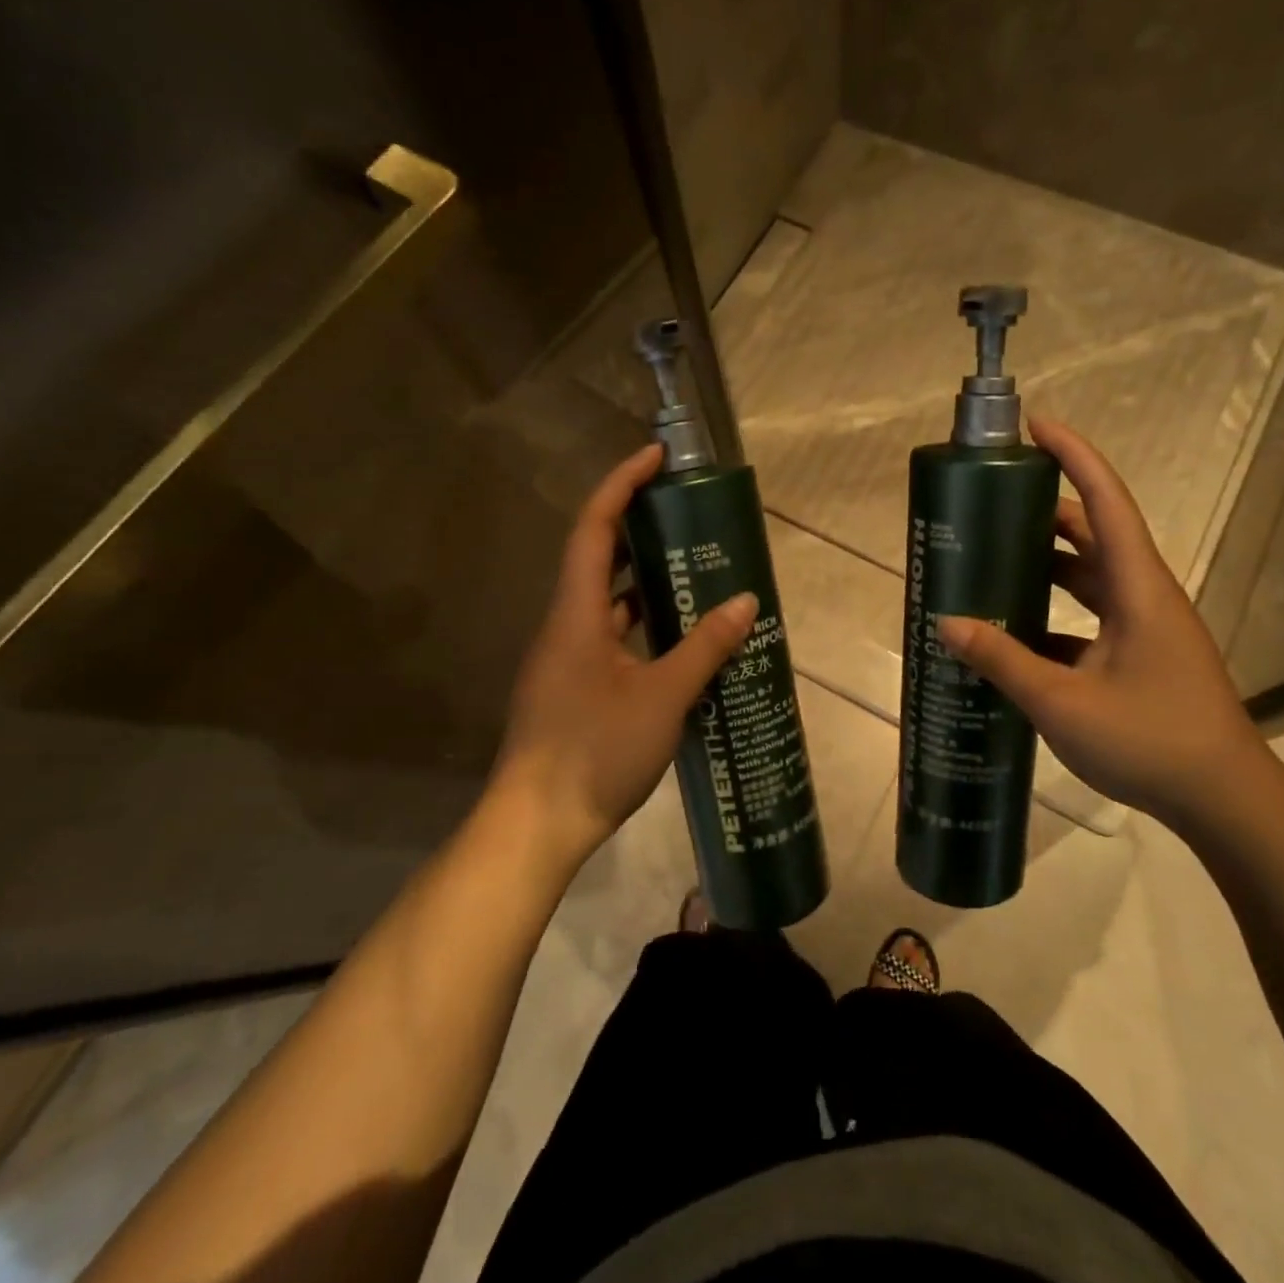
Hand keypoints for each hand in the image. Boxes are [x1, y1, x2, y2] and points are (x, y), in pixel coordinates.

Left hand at [491, 445, 757, 868]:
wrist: (537, 824)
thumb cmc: (595, 751)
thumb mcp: (663, 697)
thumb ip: (705, 648)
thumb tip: (746, 602)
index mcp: (576, 614)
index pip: (593, 528)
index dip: (621, 484)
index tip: (655, 458)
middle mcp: (565, 625)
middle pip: (597, 557)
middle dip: (637, 528)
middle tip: (685, 515)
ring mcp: (566, 658)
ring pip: (605, 601)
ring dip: (643, 580)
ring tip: (693, 569)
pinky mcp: (572, 687)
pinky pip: (610, 637)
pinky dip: (641, 624)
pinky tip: (677, 638)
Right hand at [936, 417, 1270, 828]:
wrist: (1224, 801)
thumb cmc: (1150, 741)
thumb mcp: (1062, 703)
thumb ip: (1002, 661)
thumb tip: (946, 623)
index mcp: (1138, 588)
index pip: (1105, 502)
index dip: (1074, 457)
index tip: (1036, 426)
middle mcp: (1145, 596)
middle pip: (1095, 534)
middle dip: (1046, 511)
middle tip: (994, 503)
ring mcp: (1146, 628)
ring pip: (1091, 578)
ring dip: (1048, 564)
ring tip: (995, 560)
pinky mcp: (1141, 657)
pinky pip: (1091, 618)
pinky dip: (1055, 615)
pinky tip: (1016, 634)